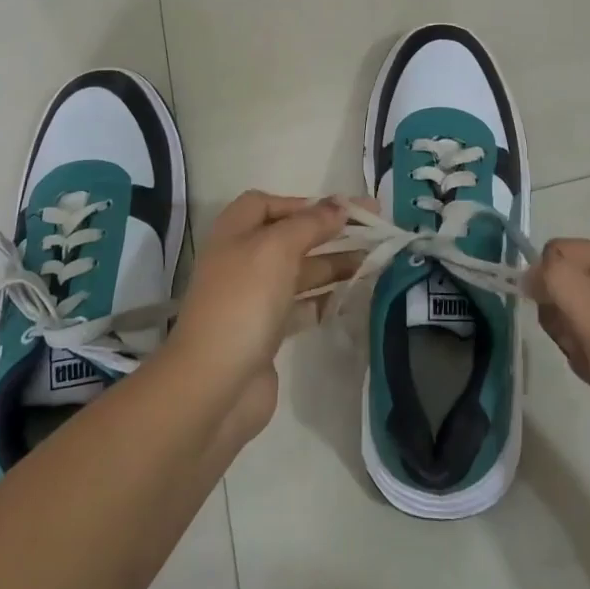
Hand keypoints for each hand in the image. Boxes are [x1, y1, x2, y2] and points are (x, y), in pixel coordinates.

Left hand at [162, 192, 355, 444]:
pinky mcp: (266, 333)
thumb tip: (340, 203)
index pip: (268, 204)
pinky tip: (352, 298)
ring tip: (375, 263)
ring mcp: (253, 299)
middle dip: (329, 232)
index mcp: (235, 233)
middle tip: (374, 232)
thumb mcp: (277, 248)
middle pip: (290, 237)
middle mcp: (242, 260)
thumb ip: (311, 223)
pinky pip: (301, 306)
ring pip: (300, 272)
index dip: (303, 203)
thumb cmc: (243, 301)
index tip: (342, 210)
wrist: (215, 385)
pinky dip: (325, 299)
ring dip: (334, 264)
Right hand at [532, 238, 589, 511]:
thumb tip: (531, 269)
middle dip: (564, 316)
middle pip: (566, 280)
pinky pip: (586, 337)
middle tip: (586, 348)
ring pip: (571, 310)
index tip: (562, 324)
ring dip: (573, 341)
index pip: (563, 252)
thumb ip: (564, 285)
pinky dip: (584, 358)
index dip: (550, 283)